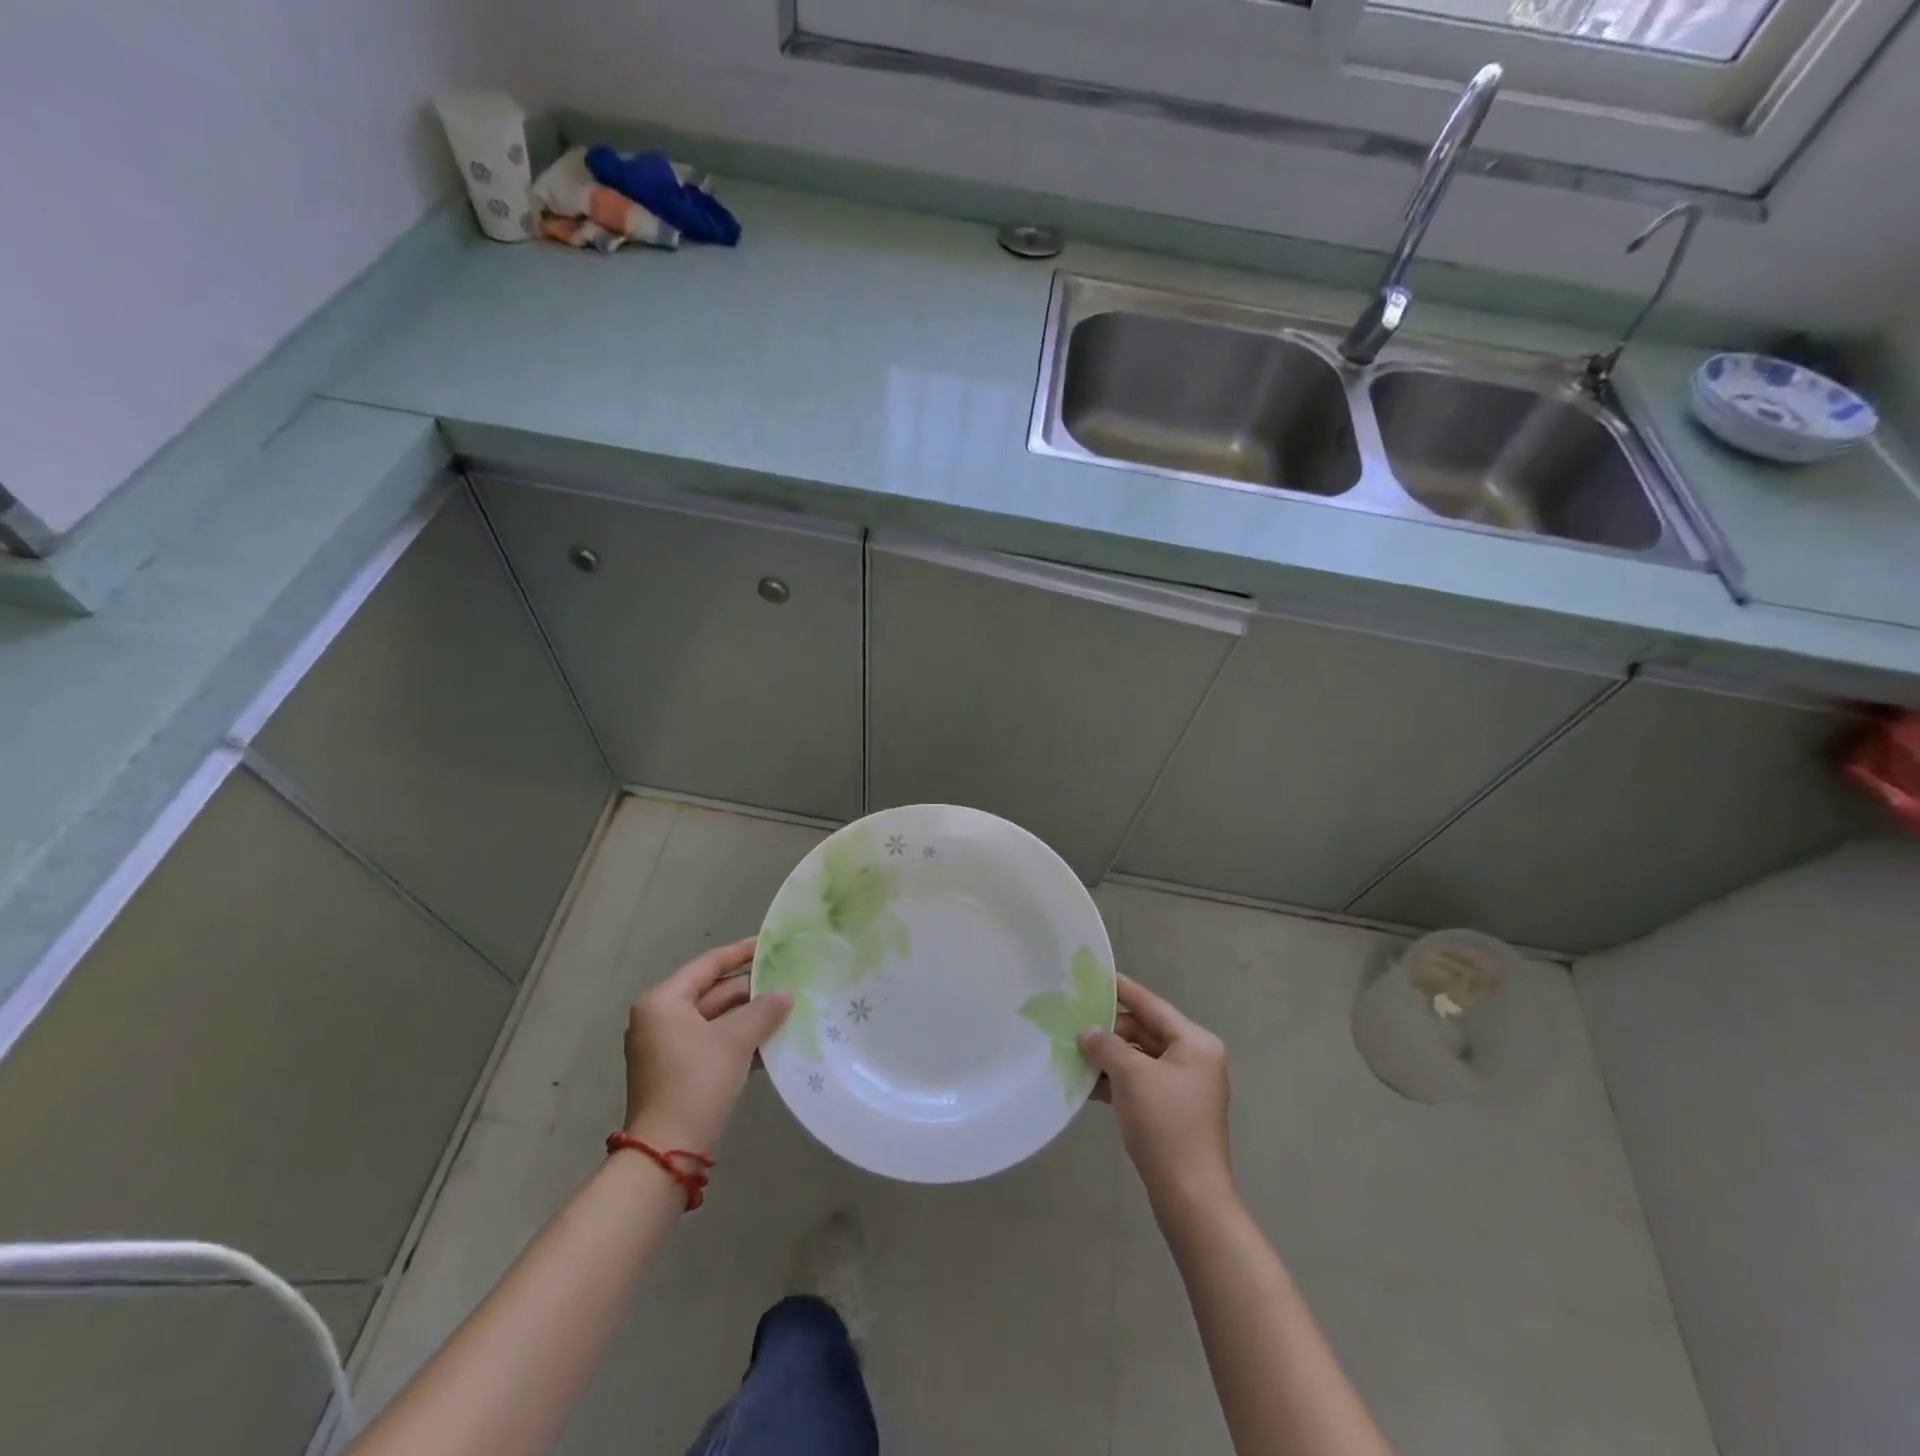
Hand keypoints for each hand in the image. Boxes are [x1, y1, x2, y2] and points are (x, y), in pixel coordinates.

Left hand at [623, 938, 791, 1152]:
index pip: (708, 965)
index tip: (770, 944)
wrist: (667, 1153)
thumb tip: (786, 993)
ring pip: (715, 1020)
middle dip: (751, 991)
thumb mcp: (735, 1040)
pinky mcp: (677, 1072)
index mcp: (664, 1002)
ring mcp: (666, 1047)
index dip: (741, 952)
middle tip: (788, 981)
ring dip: (749, 1018)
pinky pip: (712, 1043)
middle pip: (712, 993)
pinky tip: (771, 1044)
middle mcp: (660, 1019)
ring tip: (787, 1010)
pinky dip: (738, 1041)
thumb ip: (763, 1010)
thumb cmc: (696, 1082)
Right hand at [1080, 974, 1233, 1207]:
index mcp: (1195, 1043)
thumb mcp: (1132, 1076)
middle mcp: (1193, 1058)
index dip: (1122, 989)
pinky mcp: (1171, 1111)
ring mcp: (1183, 1087)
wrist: (1189, 1196)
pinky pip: (1139, 1083)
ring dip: (1108, 1057)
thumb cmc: (1165, 1124)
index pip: (1152, 1005)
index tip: (1094, 975)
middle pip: (1144, 1031)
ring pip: (1139, 1059)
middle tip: (1072, 1021)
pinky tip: (1085, 1083)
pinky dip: (1116, 1081)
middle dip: (1109, 1030)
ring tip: (1072, 1050)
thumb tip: (1088, 1032)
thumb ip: (1106, 1045)